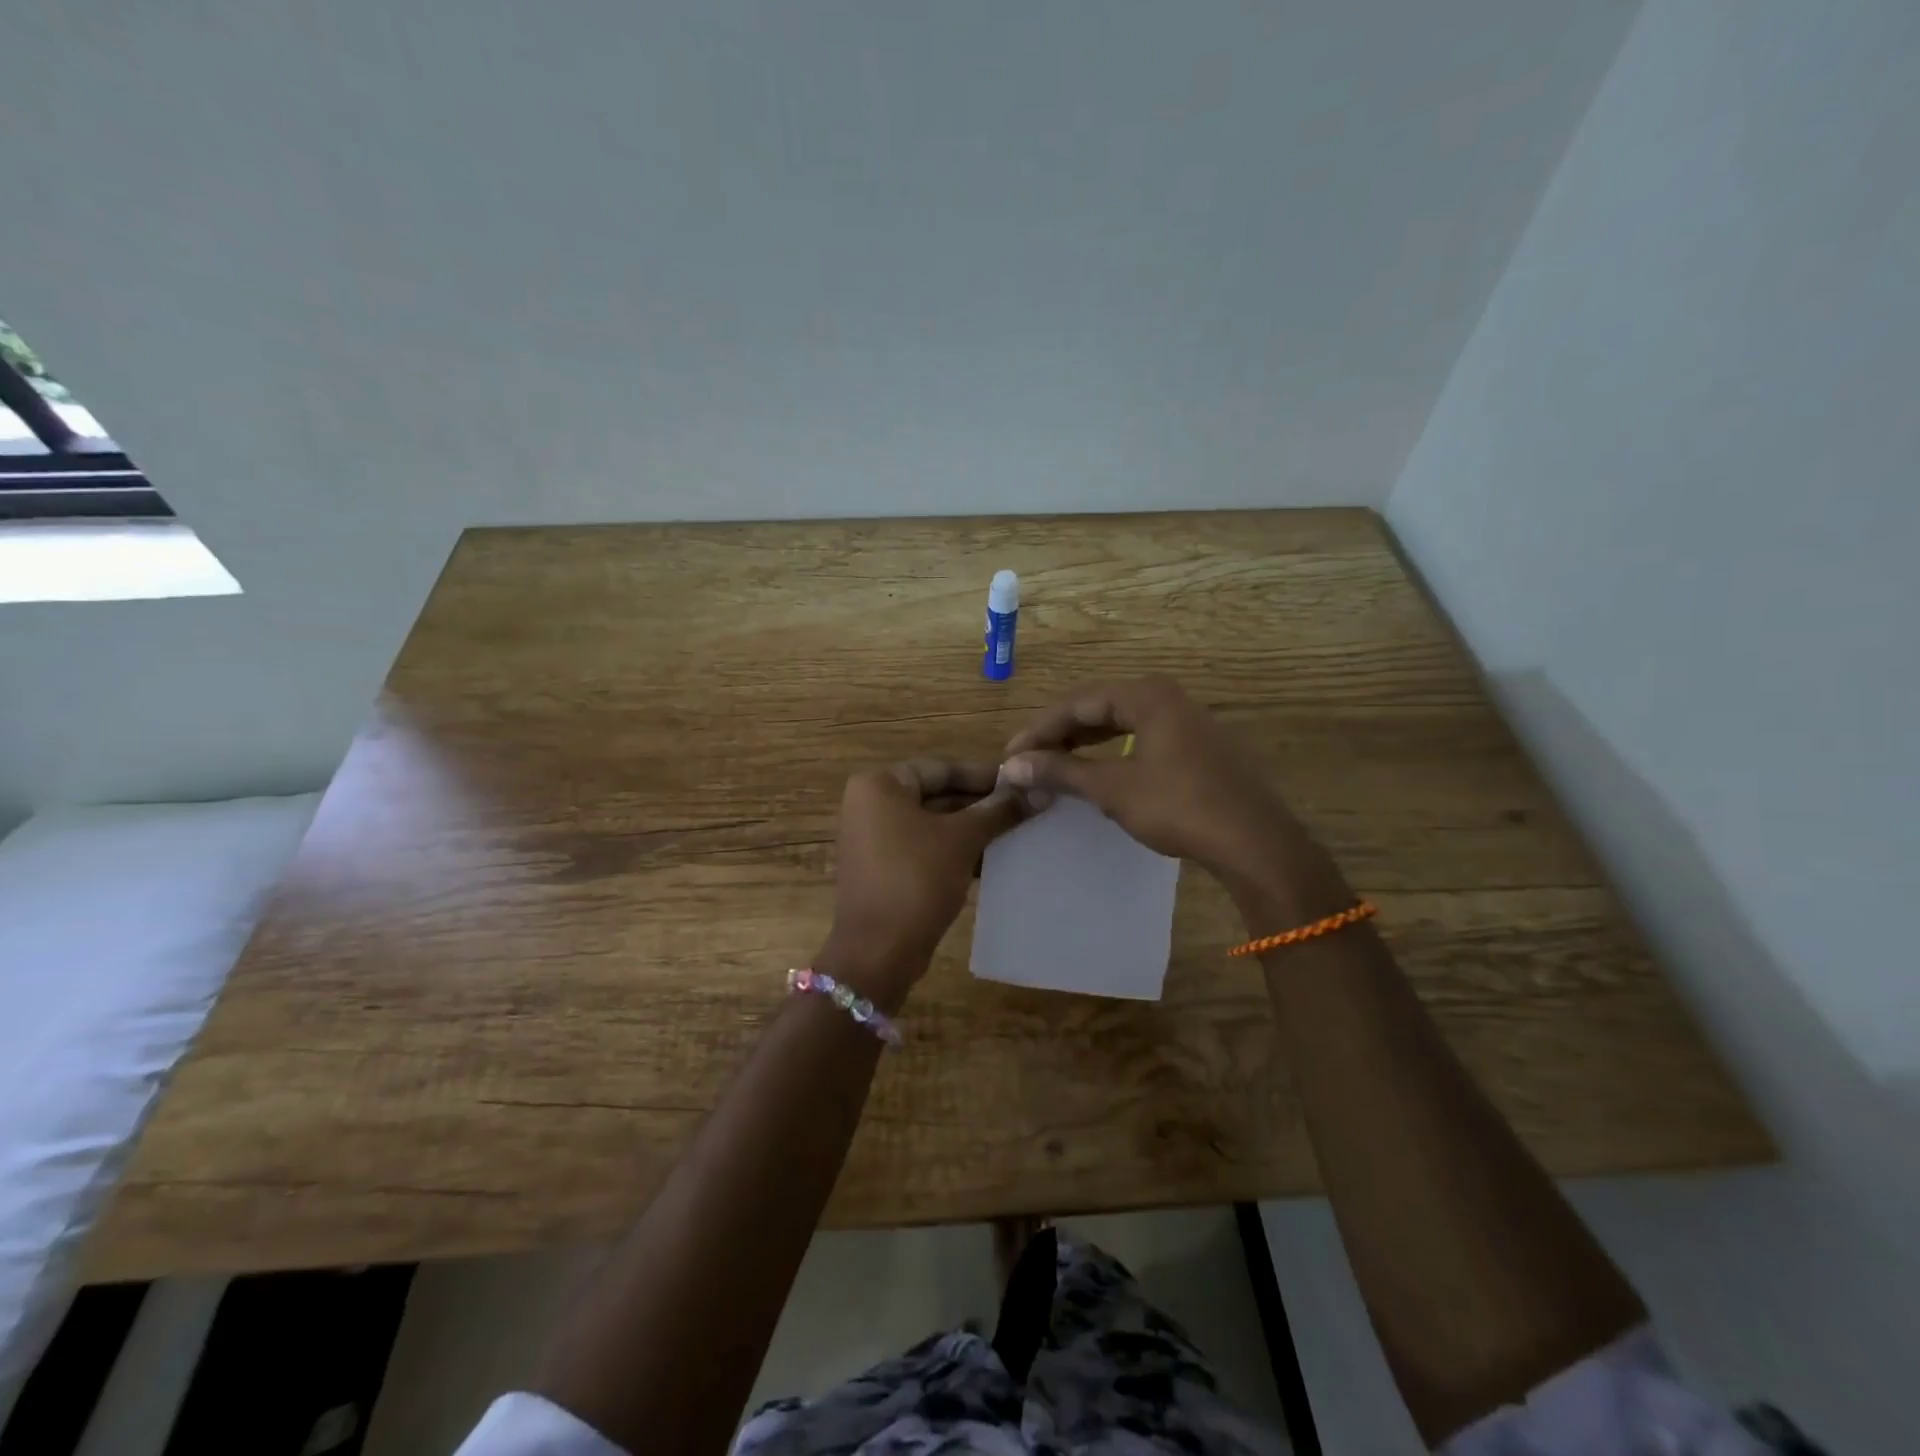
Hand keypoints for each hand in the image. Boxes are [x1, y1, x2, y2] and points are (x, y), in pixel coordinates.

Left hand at [823, 760, 1027, 1008]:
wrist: (878, 951)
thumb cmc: (916, 879)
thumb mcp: (963, 839)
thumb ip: (999, 810)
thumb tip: (1040, 791)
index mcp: (880, 785)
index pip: (942, 768)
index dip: (985, 776)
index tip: (1024, 783)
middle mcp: (870, 804)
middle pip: (937, 794)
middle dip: (981, 804)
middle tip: (1026, 808)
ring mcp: (873, 838)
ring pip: (934, 824)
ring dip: (973, 829)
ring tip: (1018, 832)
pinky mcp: (883, 868)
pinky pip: (925, 848)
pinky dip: (955, 851)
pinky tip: (993, 859)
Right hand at [1000, 676, 1344, 916]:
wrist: (1254, 842)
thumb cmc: (1180, 806)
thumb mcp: (1113, 789)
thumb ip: (1062, 771)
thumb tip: (1011, 767)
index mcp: (1146, 695)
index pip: (1076, 703)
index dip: (1038, 730)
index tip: (1010, 757)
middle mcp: (1166, 697)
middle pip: (1097, 708)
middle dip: (1058, 735)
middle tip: (1027, 762)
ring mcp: (1185, 720)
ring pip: (1119, 723)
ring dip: (1083, 744)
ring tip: (1052, 766)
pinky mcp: (1195, 746)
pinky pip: (1140, 738)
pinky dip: (1110, 753)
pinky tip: (1095, 773)